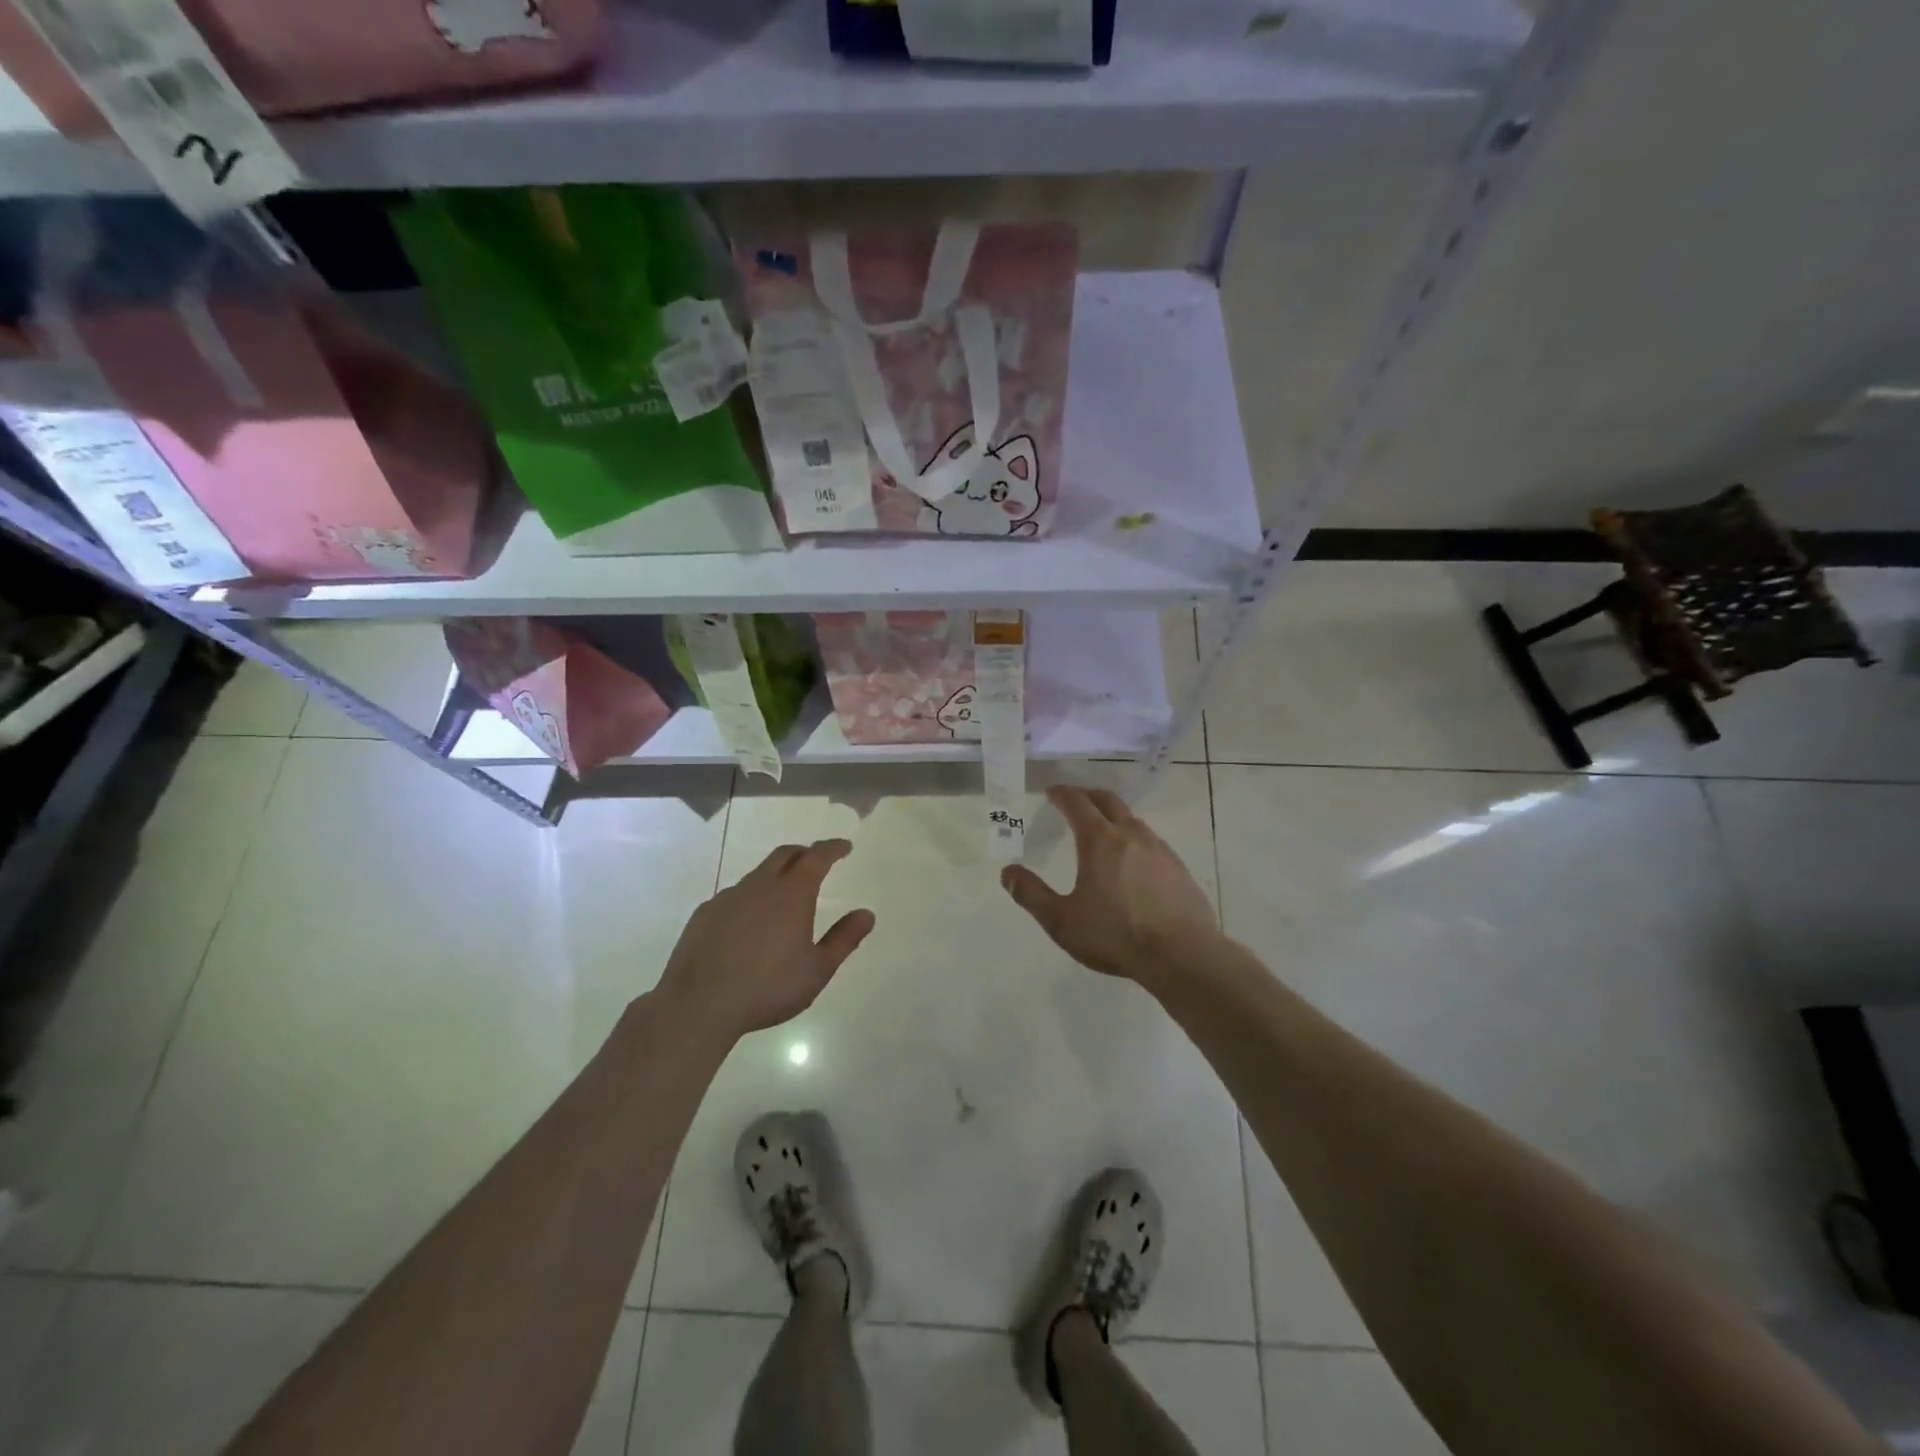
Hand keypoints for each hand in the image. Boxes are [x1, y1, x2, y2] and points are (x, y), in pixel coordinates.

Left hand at [657, 840, 874, 1042]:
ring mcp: (728, 897)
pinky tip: (749, 924)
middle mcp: (760, 886)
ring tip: (783, 897)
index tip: (844, 847)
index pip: (817, 857)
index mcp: (792, 894)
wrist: (698, 1004)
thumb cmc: (767, 988)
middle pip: (785, 855)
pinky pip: (734, 895)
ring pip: (757, 875)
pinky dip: (750, 898)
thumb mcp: (817, 970)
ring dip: (776, 876)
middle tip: (816, 861)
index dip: (833, 848)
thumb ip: (844, 939)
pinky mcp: (705, 913)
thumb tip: (867, 914)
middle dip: (804, 853)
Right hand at [1001, 786, 1219, 981]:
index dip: (1062, 794)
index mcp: (1100, 841)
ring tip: (1104, 830)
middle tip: (1075, 800)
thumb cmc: (1115, 934)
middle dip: (1089, 796)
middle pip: (1109, 802)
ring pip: (1134, 821)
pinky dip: (1136, 840)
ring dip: (1115, 817)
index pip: (1078, 804)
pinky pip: (1153, 843)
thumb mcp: (1061, 920)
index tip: (1052, 791)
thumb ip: (1031, 895)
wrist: (1182, 955)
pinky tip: (1135, 862)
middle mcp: (1131, 836)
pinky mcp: (1180, 870)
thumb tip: (1008, 872)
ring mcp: (1160, 851)